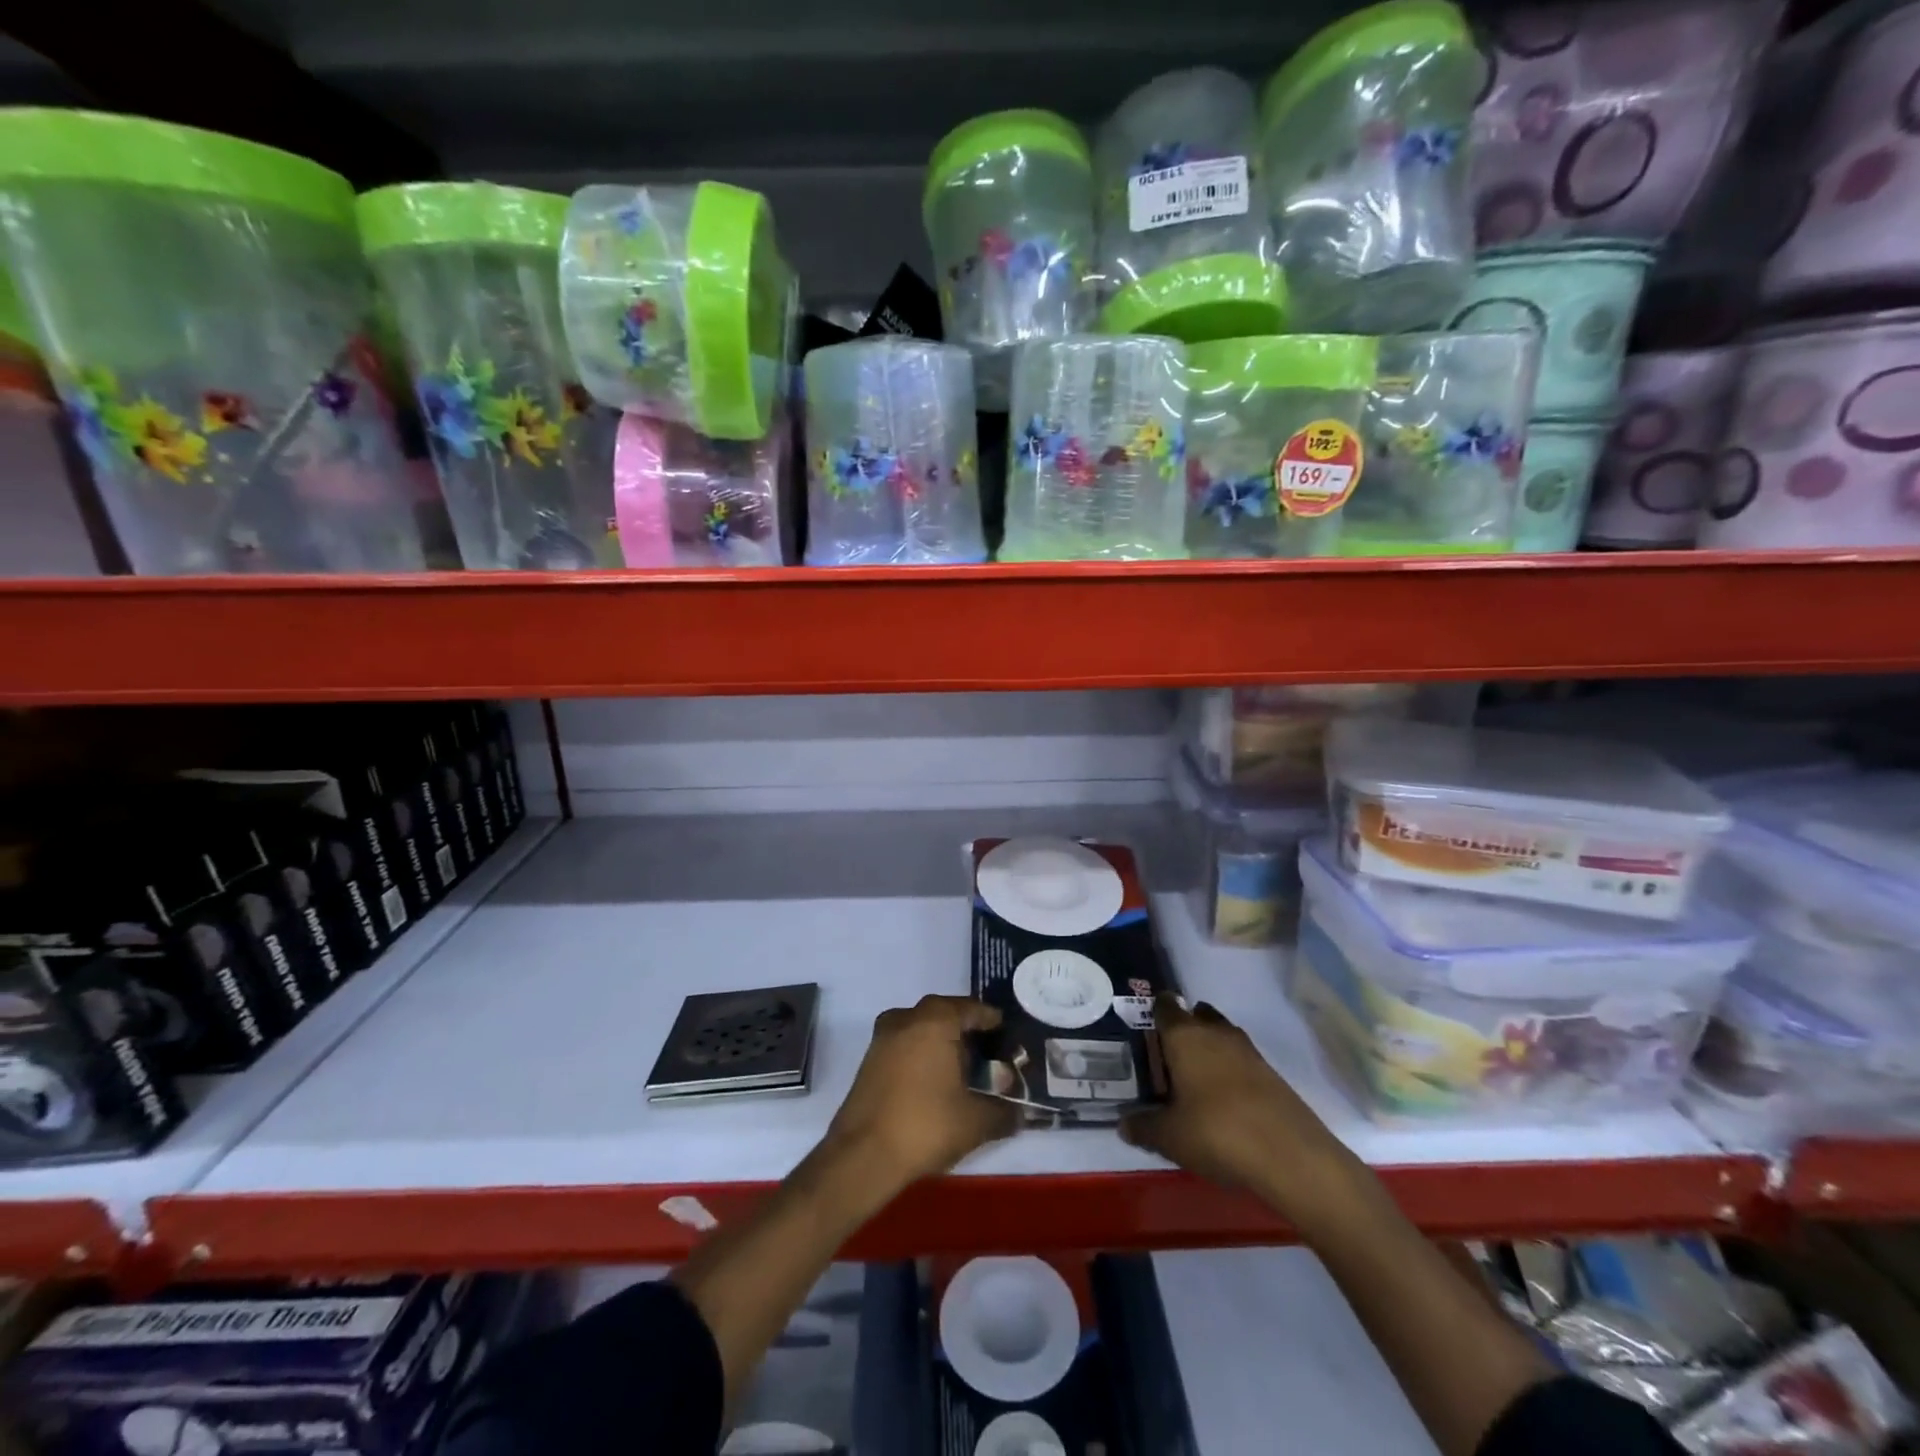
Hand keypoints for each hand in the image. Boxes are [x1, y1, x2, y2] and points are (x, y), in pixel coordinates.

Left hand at [824, 995, 1018, 1193]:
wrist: (862, 1156)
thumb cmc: (925, 1126)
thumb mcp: (976, 1121)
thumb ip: (1004, 1111)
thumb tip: (1020, 1112)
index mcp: (936, 1019)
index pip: (973, 1009)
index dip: (994, 1023)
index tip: (1009, 1038)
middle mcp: (907, 1017)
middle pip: (947, 1015)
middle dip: (969, 1033)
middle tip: (991, 1056)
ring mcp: (884, 1037)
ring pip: (923, 1029)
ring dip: (944, 1044)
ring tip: (965, 1071)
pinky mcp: (870, 1059)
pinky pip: (906, 1044)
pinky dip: (924, 1054)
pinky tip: (937, 1082)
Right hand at [1121, 995, 1361, 1226]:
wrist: (1290, 1155)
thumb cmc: (1216, 1132)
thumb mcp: (1170, 1137)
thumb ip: (1143, 1127)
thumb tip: (1123, 1124)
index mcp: (1184, 1036)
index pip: (1164, 1006)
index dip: (1154, 1011)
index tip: (1145, 1025)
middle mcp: (1215, 1032)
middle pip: (1196, 1014)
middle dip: (1184, 1027)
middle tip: (1168, 1055)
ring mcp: (1247, 1050)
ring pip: (1221, 1034)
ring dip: (1209, 1047)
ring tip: (1195, 1077)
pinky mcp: (1271, 1073)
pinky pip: (1241, 1059)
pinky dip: (1230, 1069)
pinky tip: (1224, 1098)